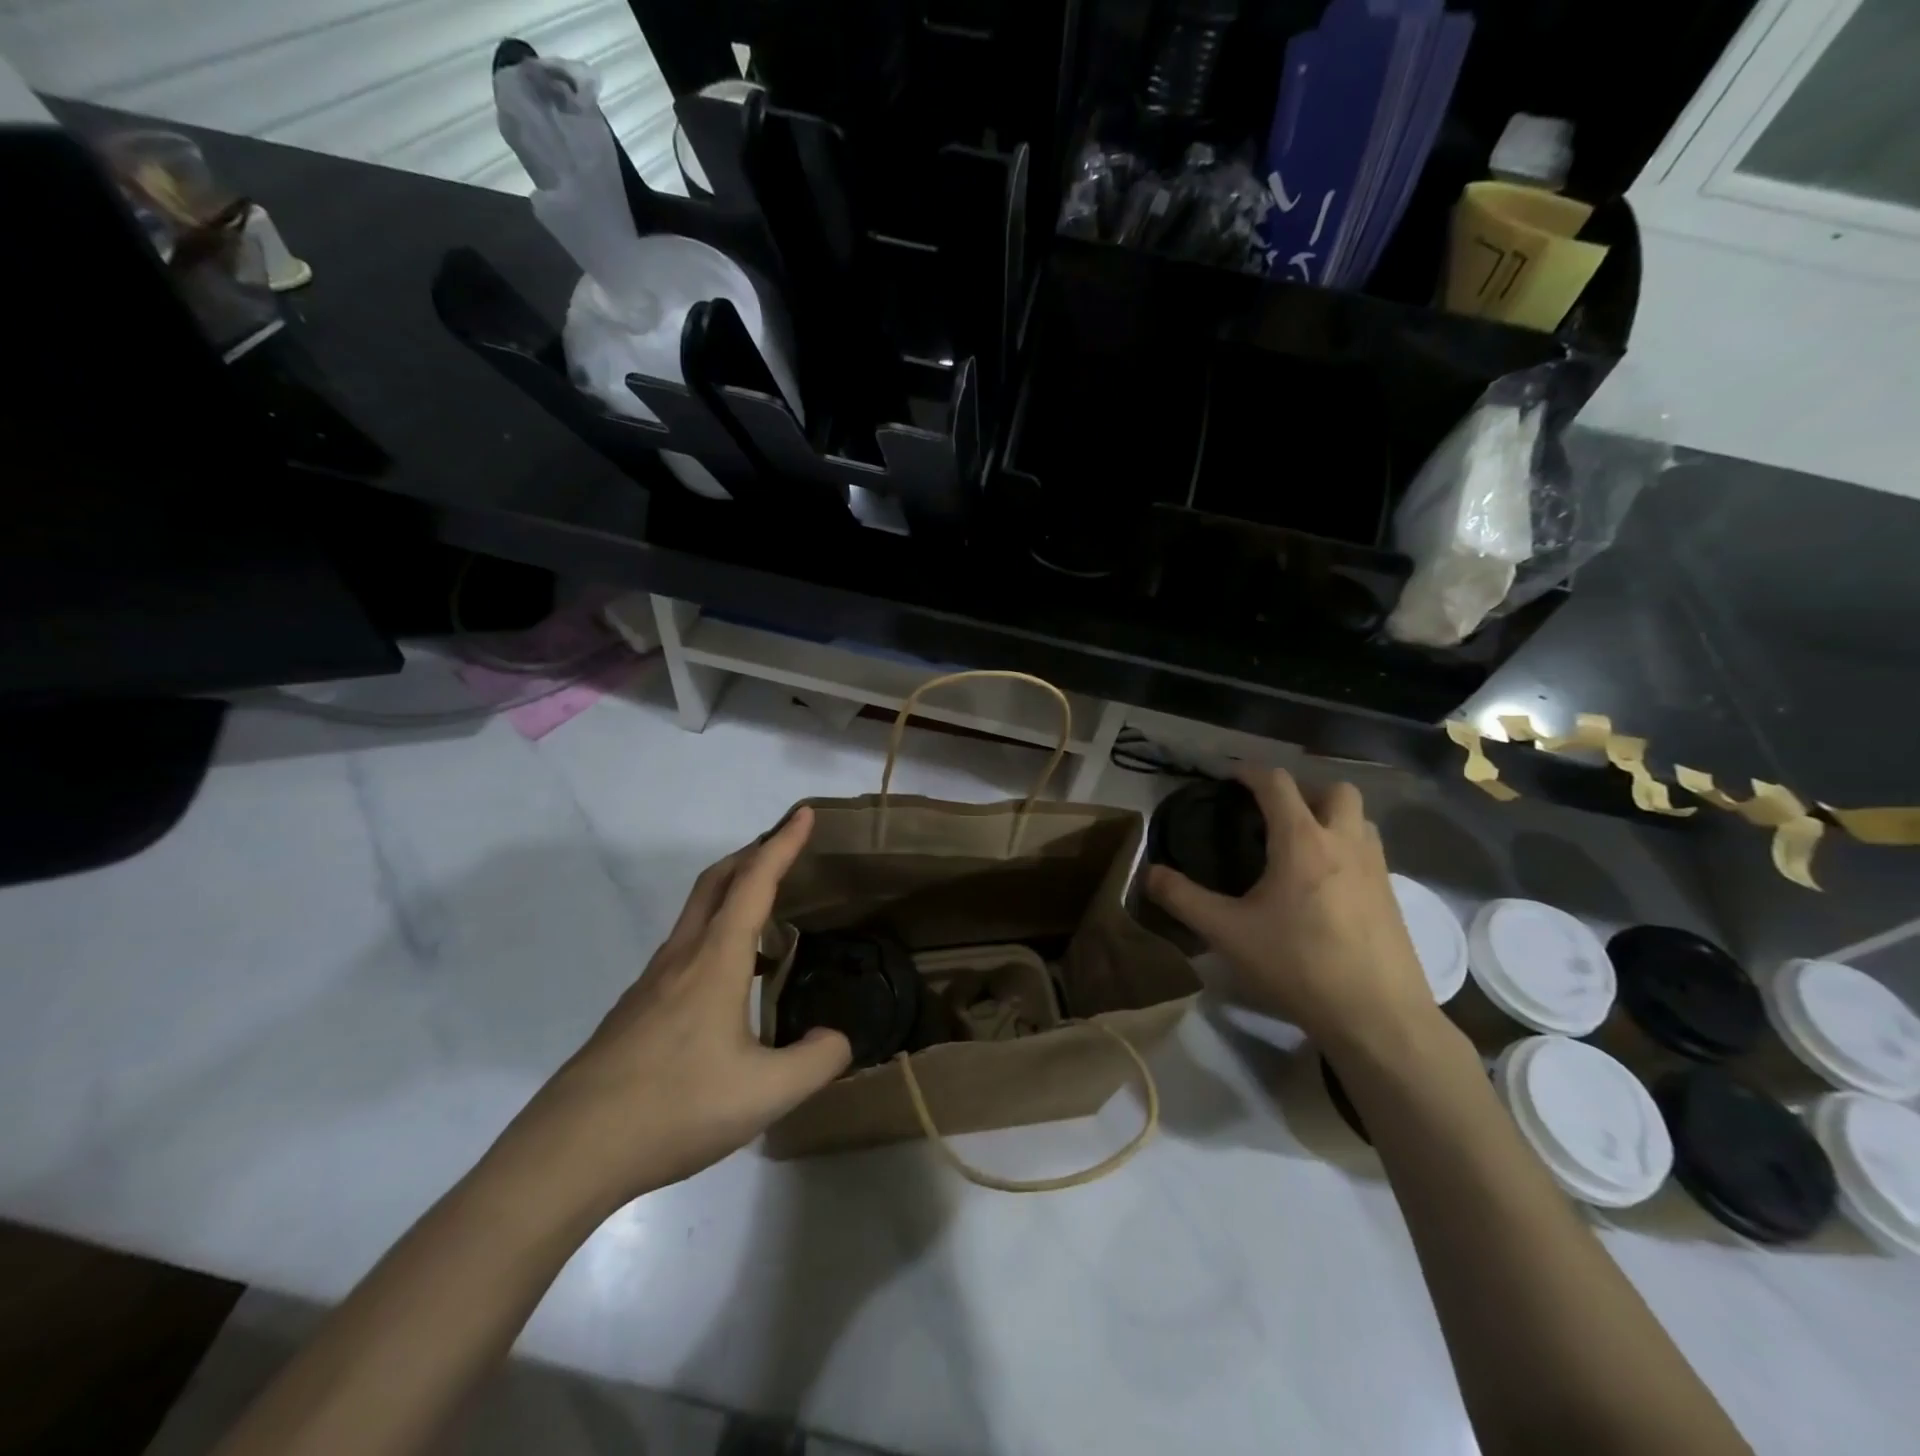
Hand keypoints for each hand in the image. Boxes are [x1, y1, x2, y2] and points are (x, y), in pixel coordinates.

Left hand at [502, 808, 849, 1215]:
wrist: (569, 1152)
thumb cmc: (674, 1108)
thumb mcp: (766, 1093)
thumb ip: (817, 1061)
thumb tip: (839, 1037)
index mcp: (714, 962)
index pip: (754, 883)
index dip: (782, 844)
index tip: (803, 813)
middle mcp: (681, 959)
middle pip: (715, 883)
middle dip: (752, 853)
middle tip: (784, 847)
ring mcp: (651, 984)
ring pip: (695, 915)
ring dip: (730, 892)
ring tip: (765, 909)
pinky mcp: (635, 1011)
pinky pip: (684, 949)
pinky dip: (715, 934)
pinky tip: (728, 977)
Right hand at [1146, 767, 1434, 1051]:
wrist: (1378, 1017)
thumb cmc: (1298, 965)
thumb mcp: (1228, 933)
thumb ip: (1183, 899)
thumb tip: (1149, 873)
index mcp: (1302, 841)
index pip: (1277, 784)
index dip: (1250, 772)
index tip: (1229, 776)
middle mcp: (1344, 843)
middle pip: (1335, 789)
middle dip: (1303, 789)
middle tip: (1274, 812)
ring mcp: (1376, 868)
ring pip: (1360, 818)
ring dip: (1331, 816)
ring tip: (1301, 842)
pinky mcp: (1393, 896)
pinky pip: (1370, 850)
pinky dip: (1347, 846)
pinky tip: (1325, 883)